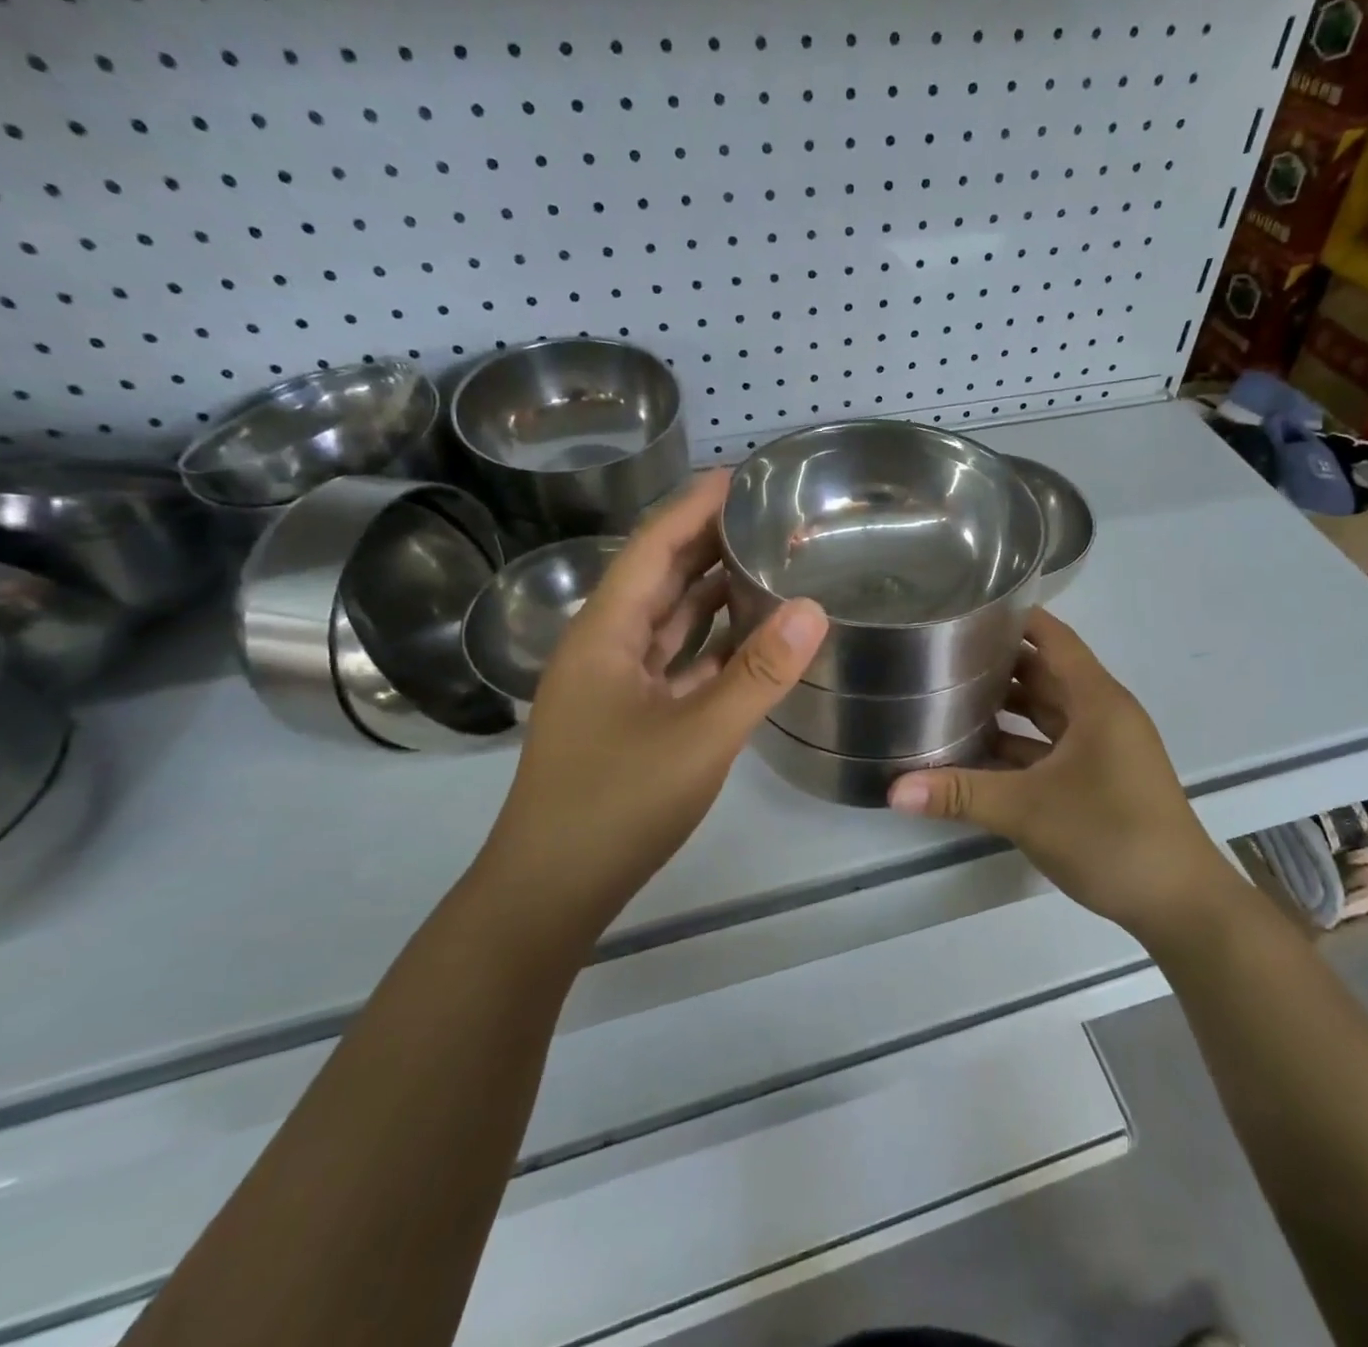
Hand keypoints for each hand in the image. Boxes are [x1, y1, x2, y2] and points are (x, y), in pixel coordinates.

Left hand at [482, 471, 828, 934]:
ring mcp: (614, 686)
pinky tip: (749, 637)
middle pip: (659, 578)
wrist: (552, 890)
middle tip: (766, 514)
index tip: (742, 476)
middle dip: (707, 542)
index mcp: (605, 634)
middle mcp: (605, 648)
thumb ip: (759, 673)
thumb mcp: (700, 736)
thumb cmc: (618, 806)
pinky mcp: (629, 718)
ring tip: (765, 561)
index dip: (694, 507)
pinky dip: (710, 644)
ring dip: (710, 592)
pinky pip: (675, 663)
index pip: (652, 547)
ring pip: (667, 622)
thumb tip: (815, 608)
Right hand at [888, 610, 1226, 935]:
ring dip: (1008, 705)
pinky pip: (1052, 746)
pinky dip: (1019, 744)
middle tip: (943, 655)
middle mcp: (1102, 714)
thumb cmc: (1111, 836)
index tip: (967, 611)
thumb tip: (893, 791)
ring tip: (951, 695)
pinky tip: (978, 751)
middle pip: (1046, 673)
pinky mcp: (1100, 778)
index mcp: (1097, 700)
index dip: (1015, 619)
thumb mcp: (1028, 810)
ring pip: (1048, 711)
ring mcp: (1104, 748)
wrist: (1180, 903)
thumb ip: (960, 794)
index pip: (1054, 638)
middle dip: (999, 663)